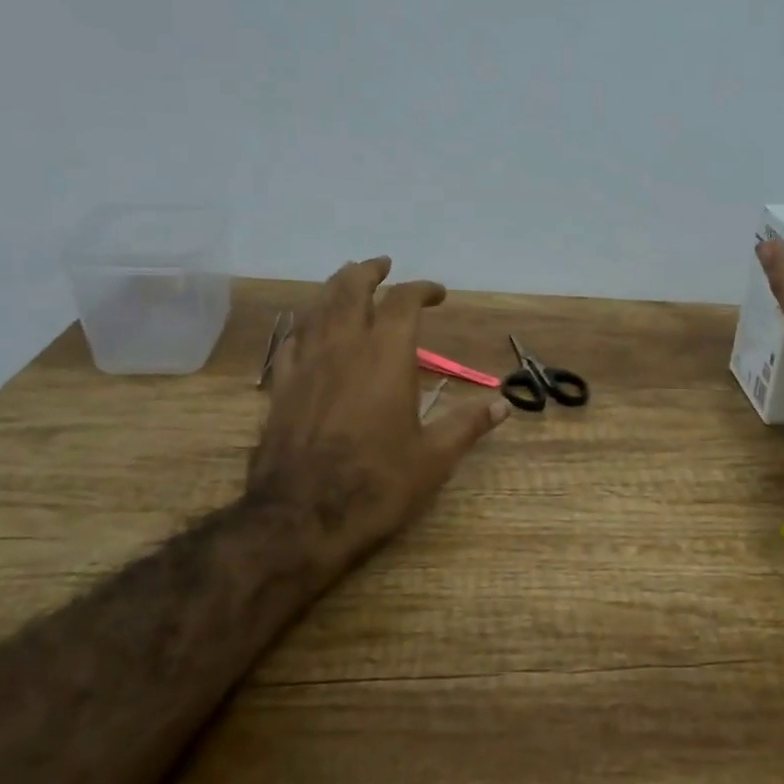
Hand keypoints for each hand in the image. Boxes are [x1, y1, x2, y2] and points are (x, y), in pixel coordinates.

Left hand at [247, 257, 509, 569]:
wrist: (302, 518)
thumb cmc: (377, 485)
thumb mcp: (434, 458)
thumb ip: (468, 425)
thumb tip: (503, 405)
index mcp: (386, 356)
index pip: (403, 302)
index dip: (422, 289)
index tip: (438, 293)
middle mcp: (343, 348)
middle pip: (350, 289)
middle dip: (368, 272)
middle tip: (383, 266)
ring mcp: (306, 365)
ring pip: (316, 308)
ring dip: (334, 289)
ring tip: (346, 282)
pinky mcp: (281, 387)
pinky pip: (291, 341)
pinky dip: (305, 325)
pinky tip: (308, 330)